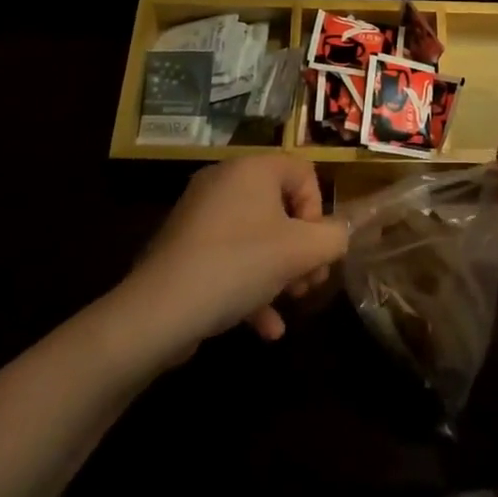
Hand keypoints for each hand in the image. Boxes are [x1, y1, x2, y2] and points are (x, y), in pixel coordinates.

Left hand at [131, 156, 348, 349]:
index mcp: (253, 168)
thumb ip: (334, 238)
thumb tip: (340, 236)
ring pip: (258, 237)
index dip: (318, 212)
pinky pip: (230, 257)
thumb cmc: (238, 265)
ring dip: (280, 272)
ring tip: (289, 305)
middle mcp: (225, 181)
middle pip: (282, 208)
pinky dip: (250, 286)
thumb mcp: (300, 252)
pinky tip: (264, 328)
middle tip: (308, 284)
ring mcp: (201, 215)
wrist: (158, 311)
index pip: (304, 173)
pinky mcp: (185, 247)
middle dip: (301, 250)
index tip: (313, 249)